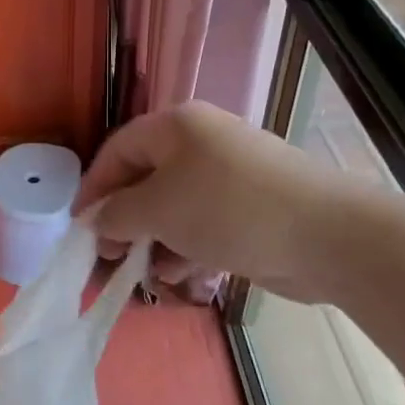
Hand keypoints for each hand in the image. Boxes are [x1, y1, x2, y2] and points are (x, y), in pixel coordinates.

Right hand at [73, 101, 370, 302]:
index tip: (78, 228)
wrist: (326, 235)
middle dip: (124, 221)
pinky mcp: (251, 209)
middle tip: (109, 257)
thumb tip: (95, 220)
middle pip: (145, 180)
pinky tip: (181, 277)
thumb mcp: (159, 209)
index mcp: (176, 126)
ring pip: (175, 207)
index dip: (93, 188)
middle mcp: (201, 144)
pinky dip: (187, 249)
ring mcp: (229, 176)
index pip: (117, 151)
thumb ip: (117, 214)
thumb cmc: (228, 209)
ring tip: (147, 274)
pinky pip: (204, 225)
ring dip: (155, 242)